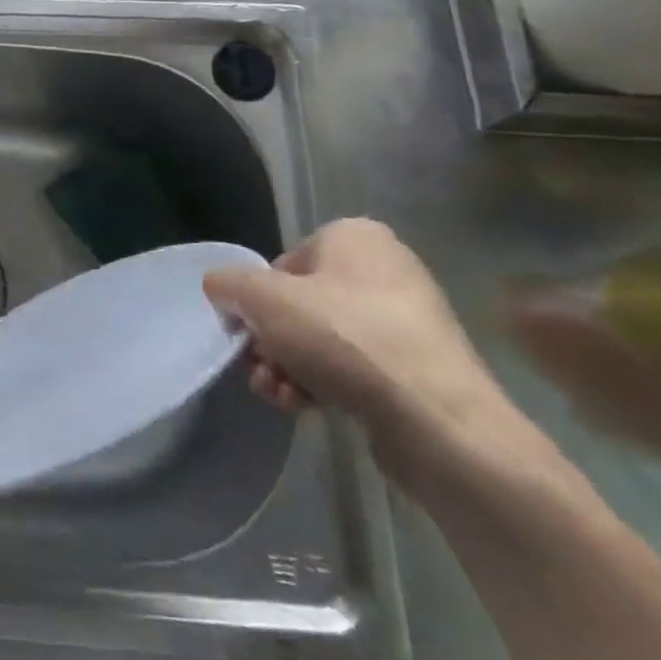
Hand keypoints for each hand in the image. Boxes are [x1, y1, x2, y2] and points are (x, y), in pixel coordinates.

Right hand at [203, 219, 514, 478]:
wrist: (439, 422)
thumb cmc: (345, 338)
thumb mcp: (263, 299)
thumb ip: (228, 284)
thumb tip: (221, 290)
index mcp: (354, 237)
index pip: (282, 264)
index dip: (256, 300)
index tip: (247, 333)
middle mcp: (386, 270)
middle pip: (300, 304)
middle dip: (271, 341)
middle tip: (258, 369)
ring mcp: (408, 322)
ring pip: (323, 339)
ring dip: (289, 366)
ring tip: (278, 395)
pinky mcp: (420, 369)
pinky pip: (355, 367)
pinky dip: (324, 383)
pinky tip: (305, 407)